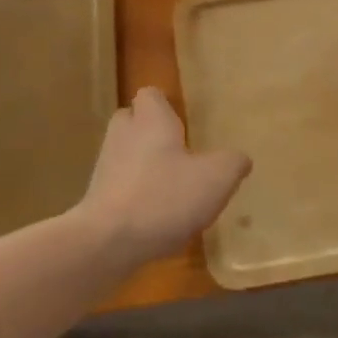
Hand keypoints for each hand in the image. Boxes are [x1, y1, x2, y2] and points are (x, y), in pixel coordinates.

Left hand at [71, 87, 250, 265]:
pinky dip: (135, 197)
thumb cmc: (164, 197)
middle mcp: (123, 136)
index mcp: (150, 121)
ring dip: (144, 167)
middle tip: (178, 152)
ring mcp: (105, 169)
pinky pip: (119, 188)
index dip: (164, 105)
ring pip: (125, 156)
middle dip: (151, 133)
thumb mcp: (216, 178)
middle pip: (132, 122)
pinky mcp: (97, 201)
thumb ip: (232, 163)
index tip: (182, 122)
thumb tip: (240, 158)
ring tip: (172, 189)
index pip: (150, 95)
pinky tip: (156, 219)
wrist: (107, 243)